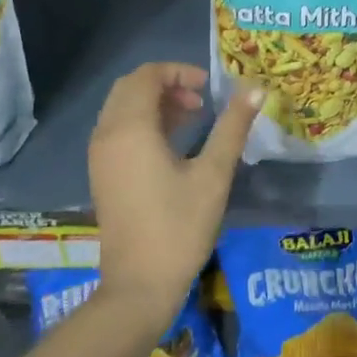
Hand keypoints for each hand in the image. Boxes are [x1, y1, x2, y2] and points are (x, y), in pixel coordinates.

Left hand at [88, 63, 261, 330]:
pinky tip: (174, 142)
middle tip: (201, 100)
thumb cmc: (179, 226)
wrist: (139, 286)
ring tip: (194, 117)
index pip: (146, 75)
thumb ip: (233, 127)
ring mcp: (100, 156)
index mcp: (130, 128)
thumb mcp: (214, 173)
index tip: (209, 88)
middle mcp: (107, 135)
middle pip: (130, 87)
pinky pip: (119, 129)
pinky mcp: (102, 174)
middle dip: (166, 83)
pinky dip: (144, 122)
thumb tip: (256, 90)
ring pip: (123, 108)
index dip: (179, 71)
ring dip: (156, 102)